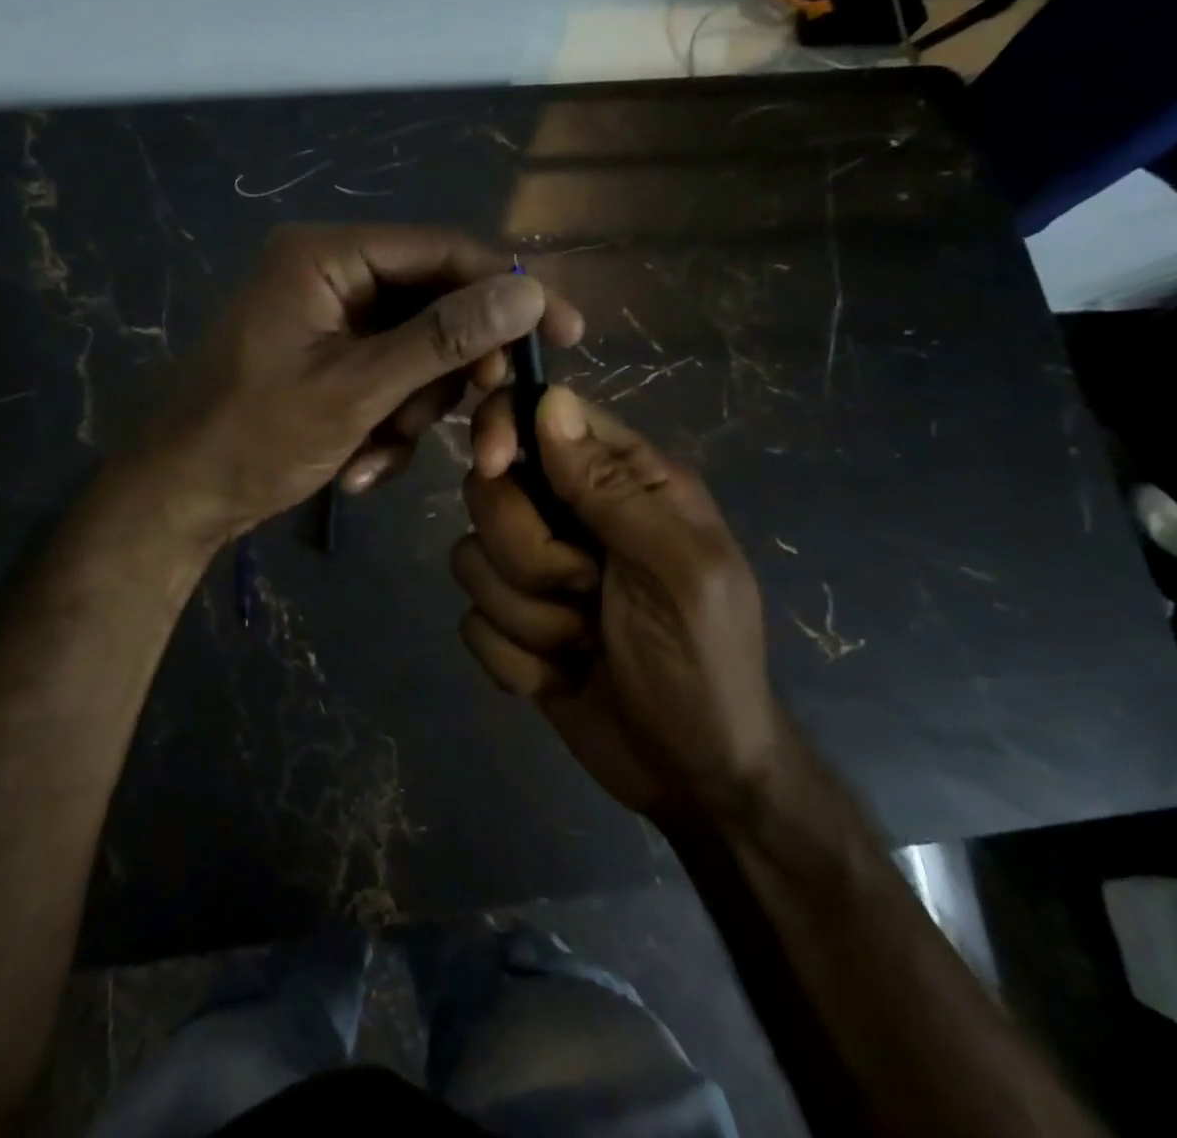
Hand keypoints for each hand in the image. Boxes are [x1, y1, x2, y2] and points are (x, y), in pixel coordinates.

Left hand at [154, 224, 582, 541]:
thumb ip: (443, 340)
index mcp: (328, 257)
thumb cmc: (255, 437)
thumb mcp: (357, 390)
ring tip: (376, 454)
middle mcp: (333, 277)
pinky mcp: (333, 364)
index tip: (567, 334)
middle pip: (437, 309)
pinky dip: (387, 429)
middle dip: (453, 380)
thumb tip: (528, 295)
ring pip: (420, 357)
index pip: (444, 253)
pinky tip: (356, 466)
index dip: (509, 292)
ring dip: (414, 415)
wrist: (181, 499)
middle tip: (486, 435)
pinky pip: (392, 385)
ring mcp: (333, 323)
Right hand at [452, 386, 777, 821]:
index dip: (503, 430)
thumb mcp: (678, 571)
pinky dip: (515, 657)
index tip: (493, 466)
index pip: (542, 417)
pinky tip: (562, 675)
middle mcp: (570, 514)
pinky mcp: (511, 623)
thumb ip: (613, 487)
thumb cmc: (704, 664)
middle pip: (490, 492)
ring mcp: (535, 571)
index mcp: (624, 482)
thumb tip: (551, 398)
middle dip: (528, 555)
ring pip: (471, 558)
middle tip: (586, 591)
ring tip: (583, 643)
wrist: (693, 777)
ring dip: (527, 616)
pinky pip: (471, 620)